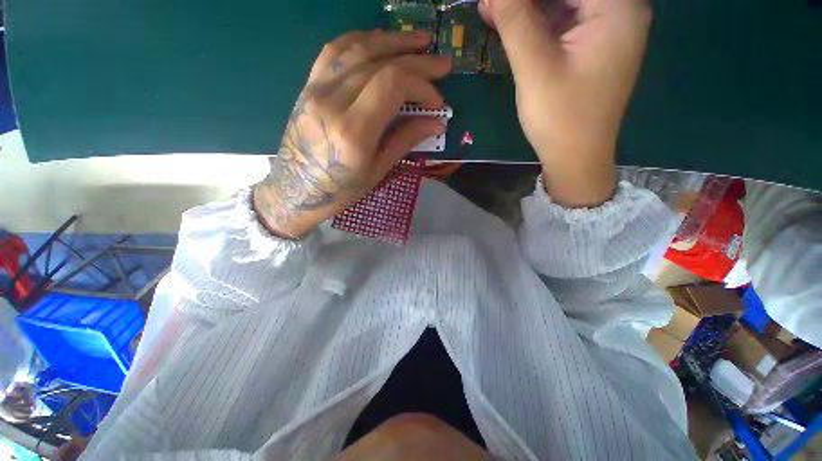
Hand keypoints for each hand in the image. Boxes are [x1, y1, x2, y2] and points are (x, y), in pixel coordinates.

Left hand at [254, 30, 451, 237]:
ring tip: (419, 41)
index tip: (436, 101)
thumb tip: (436, 123)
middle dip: (416, 60)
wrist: (296, 189)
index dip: (421, 85)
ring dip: (393, 41)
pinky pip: (335, 51)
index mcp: (353, 131)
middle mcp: (333, 101)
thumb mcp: (377, 171)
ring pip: (358, 48)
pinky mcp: (309, 85)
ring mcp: (316, 88)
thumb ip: (405, 140)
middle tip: (442, 63)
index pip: (392, 84)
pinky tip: (380, 40)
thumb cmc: (340, 189)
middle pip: (379, 62)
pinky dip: (362, 40)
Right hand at [480, 0, 651, 206]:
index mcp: (617, 7)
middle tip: (490, 4)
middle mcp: (619, 10)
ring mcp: (606, 30)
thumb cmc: (560, 118)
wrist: (575, 159)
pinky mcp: (591, 47)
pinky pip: (562, 22)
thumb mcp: (535, 68)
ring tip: (491, 10)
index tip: (495, 1)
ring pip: (562, 3)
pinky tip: (508, 23)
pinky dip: (534, 21)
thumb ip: (516, 20)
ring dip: (526, 6)